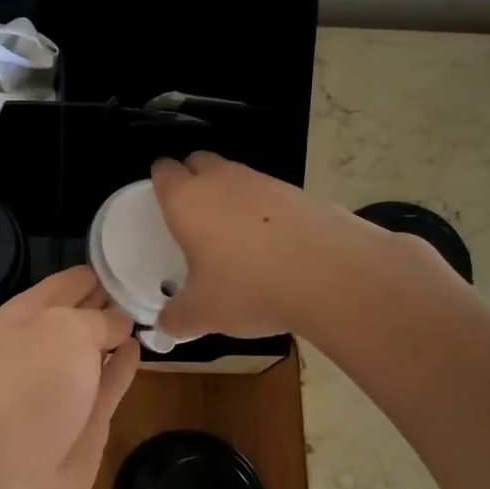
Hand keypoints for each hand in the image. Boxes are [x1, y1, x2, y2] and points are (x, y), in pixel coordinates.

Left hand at [0, 267, 140, 488]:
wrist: (12, 476)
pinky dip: (123, 364)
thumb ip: (99, 319)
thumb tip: (120, 323)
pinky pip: (108, 381)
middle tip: (157, 280)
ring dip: (120, 331)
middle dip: (113, 298)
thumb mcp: (67, 331)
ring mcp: (62, 384)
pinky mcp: (84, 418)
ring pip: (96, 347)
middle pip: (82, 313)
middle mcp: (40, 345)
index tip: (138, 255)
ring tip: (157, 308)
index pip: (68, 281)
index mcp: (24, 315)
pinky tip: (142, 346)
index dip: (101, 269)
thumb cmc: (33, 387)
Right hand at [151, 152, 350, 339]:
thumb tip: (164, 327)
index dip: (159, 183)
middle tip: (192, 217)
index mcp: (186, 200)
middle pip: (198, 162)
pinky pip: (268, 194)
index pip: (162, 171)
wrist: (331, 275)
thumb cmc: (248, 287)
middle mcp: (221, 180)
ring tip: (233, 235)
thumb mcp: (202, 313)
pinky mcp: (299, 192)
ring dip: (229, 195)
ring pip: (235, 176)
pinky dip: (263, 211)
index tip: (160, 204)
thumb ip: (176, 318)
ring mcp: (263, 181)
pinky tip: (271, 245)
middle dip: (192, 179)